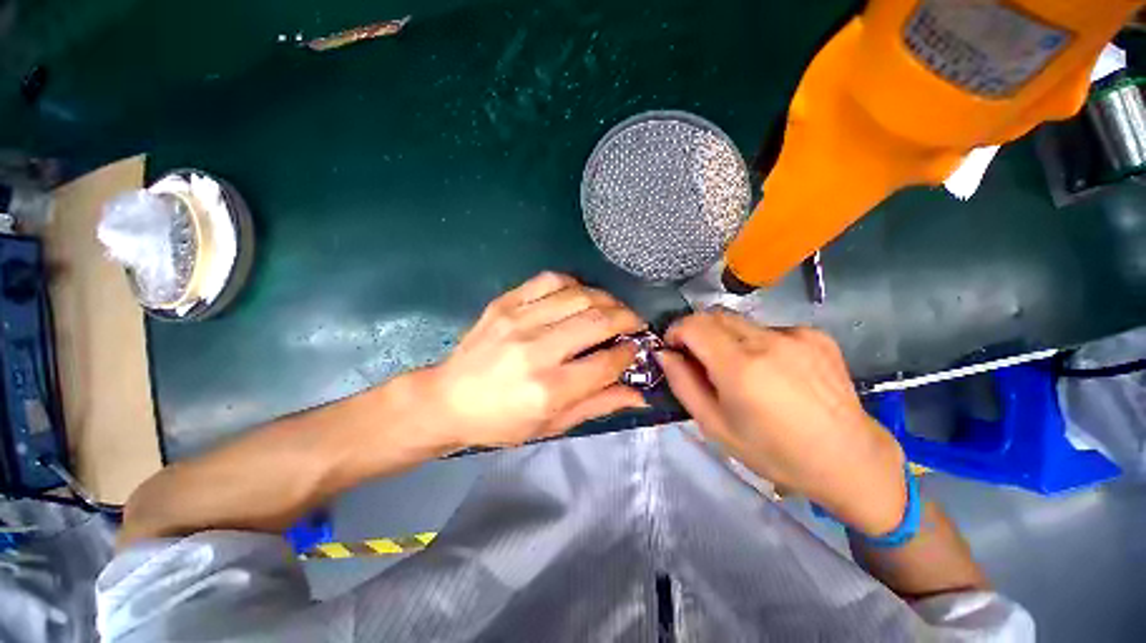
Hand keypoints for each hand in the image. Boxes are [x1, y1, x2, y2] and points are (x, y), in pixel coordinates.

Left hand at [419, 272, 646, 448]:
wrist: (447, 400)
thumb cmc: (501, 421)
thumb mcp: (553, 425)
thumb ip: (599, 405)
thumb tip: (641, 394)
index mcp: (549, 389)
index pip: (607, 362)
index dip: (630, 353)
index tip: (636, 349)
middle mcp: (536, 351)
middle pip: (598, 321)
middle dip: (627, 318)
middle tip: (634, 324)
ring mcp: (518, 321)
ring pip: (579, 295)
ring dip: (606, 299)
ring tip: (612, 308)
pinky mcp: (505, 303)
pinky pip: (550, 280)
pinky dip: (574, 284)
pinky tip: (580, 296)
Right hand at [658, 310, 906, 536]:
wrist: (849, 460)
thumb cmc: (774, 452)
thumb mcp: (715, 426)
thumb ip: (683, 384)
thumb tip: (664, 354)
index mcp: (741, 367)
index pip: (693, 324)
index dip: (676, 332)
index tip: (674, 349)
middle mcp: (768, 341)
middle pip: (714, 316)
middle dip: (697, 332)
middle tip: (700, 361)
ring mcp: (795, 334)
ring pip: (739, 322)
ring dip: (726, 338)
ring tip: (739, 370)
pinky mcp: (815, 334)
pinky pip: (767, 328)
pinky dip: (756, 342)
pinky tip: (772, 370)